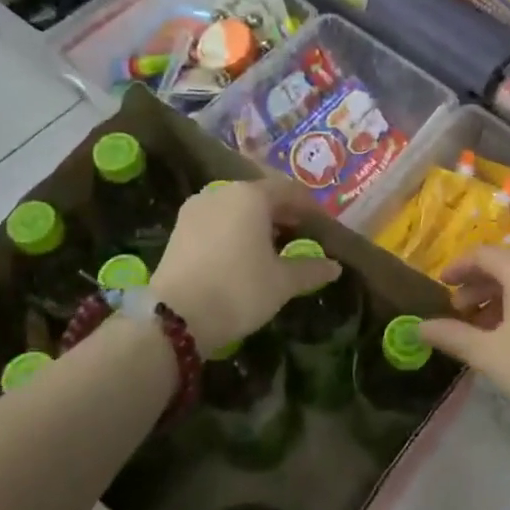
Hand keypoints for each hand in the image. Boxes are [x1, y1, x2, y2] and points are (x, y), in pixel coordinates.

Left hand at [150, 179, 339, 354]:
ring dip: (257, 222)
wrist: (175, 318)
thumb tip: (334, 267)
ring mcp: (195, 209)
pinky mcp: (178, 229)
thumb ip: (310, 269)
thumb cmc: (239, 290)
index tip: (324, 227)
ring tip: (273, 247)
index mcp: (251, 196)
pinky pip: (217, 221)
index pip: (290, 191)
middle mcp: (221, 193)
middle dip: (283, 214)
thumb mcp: (282, 282)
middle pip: (261, 196)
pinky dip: (234, 231)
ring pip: (236, 208)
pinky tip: (243, 254)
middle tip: (301, 236)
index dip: (310, 208)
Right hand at [419, 245, 509, 437]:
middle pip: (505, 267)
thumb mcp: (487, 354)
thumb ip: (452, 335)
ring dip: (497, 300)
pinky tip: (509, 338)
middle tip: (456, 311)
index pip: (483, 254)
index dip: (458, 267)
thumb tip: (419, 327)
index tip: (439, 284)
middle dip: (477, 286)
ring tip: (479, 329)